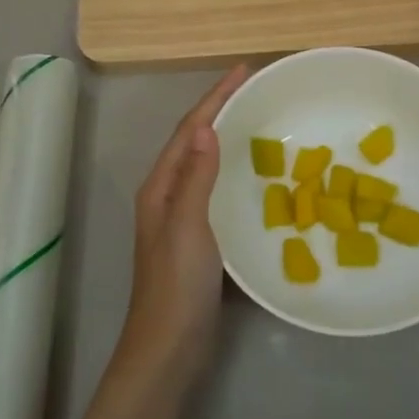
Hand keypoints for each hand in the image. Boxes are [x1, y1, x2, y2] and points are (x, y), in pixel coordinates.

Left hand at [117, 65, 247, 380]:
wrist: (168, 349)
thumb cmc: (177, 285)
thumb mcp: (187, 226)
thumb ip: (197, 177)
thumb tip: (205, 126)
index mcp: (161, 186)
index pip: (189, 129)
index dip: (214, 97)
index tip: (243, 70)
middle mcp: (168, 195)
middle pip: (194, 141)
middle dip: (220, 110)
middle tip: (254, 89)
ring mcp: (182, 218)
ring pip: (205, 165)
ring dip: (227, 138)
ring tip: (257, 120)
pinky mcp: (199, 240)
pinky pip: (217, 190)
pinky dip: (234, 171)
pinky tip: (256, 175)